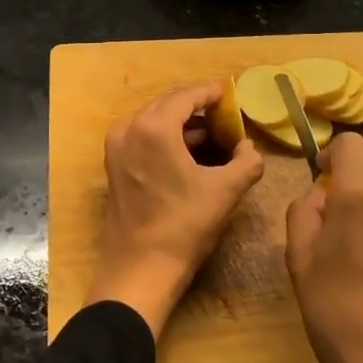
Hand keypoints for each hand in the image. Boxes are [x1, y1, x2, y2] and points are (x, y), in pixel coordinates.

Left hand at [86, 83, 263, 336]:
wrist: (140, 269)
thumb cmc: (184, 225)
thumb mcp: (226, 191)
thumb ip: (247, 161)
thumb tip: (249, 147)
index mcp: (155, 127)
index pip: (186, 96)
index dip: (210, 93)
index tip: (228, 94)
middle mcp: (130, 128)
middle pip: (167, 104)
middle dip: (195, 107)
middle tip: (223, 115)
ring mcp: (117, 147)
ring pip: (153, 120)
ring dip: (180, 123)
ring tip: (210, 134)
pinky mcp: (113, 165)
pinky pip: (142, 137)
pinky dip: (164, 137)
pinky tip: (187, 153)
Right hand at [284, 131, 362, 362]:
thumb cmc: (337, 313)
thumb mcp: (298, 261)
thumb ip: (303, 212)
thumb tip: (321, 194)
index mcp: (359, 199)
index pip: (350, 145)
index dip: (331, 156)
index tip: (322, 186)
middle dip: (344, 208)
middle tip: (327, 254)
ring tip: (352, 278)